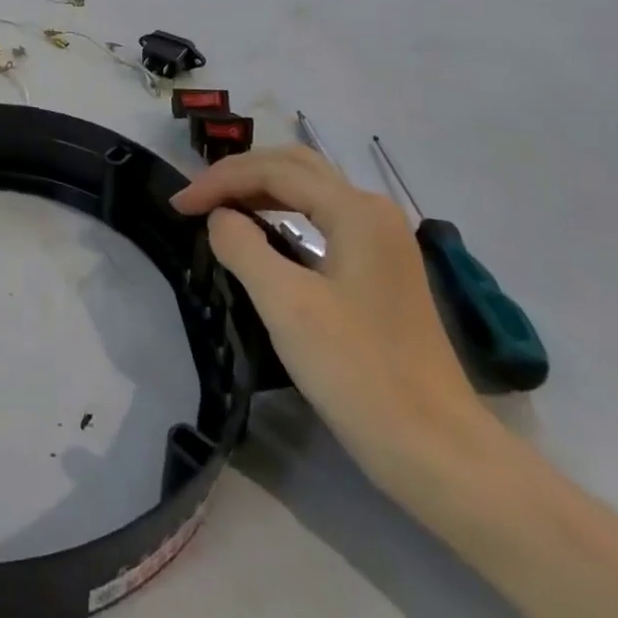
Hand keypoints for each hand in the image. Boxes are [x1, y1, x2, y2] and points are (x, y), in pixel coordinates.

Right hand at [171, 145, 500, 498]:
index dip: (219, 181)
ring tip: (218, 208)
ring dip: (260, 190)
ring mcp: (383, 240)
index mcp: (355, 210)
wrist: (439, 452)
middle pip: (295, 166)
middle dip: (239, 174)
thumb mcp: (286, 305)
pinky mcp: (381, 269)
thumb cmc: (359, 372)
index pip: (273, 171)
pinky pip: (322, 218)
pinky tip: (261, 234)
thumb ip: (242, 247)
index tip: (178, 205)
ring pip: (310, 190)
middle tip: (196, 198)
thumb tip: (220, 218)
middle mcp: (373, 212)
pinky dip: (283, 213)